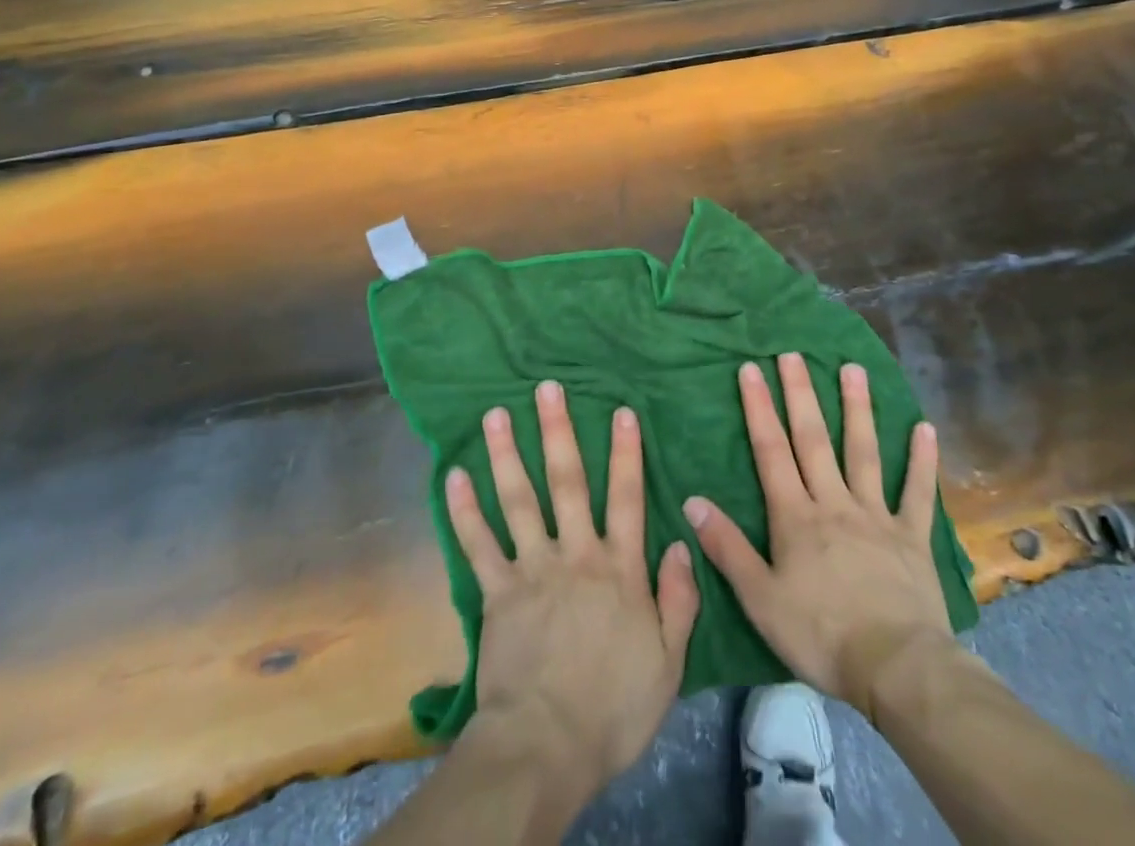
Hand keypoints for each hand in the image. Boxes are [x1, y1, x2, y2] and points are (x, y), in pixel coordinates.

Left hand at [446, 380, 700, 794]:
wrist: (547, 747)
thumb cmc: (614, 707)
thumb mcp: (668, 661)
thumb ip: (678, 598)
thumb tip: (680, 541)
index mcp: (619, 569)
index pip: (626, 498)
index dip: (626, 453)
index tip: (621, 410)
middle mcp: (575, 554)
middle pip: (567, 482)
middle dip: (558, 431)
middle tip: (546, 388)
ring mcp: (532, 568)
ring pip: (518, 499)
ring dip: (506, 454)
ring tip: (495, 413)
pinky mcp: (496, 591)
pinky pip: (477, 544)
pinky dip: (464, 510)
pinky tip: (454, 475)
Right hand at [683, 353, 952, 718]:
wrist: (896, 668)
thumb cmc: (820, 635)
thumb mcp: (760, 598)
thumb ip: (727, 548)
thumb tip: (691, 500)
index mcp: (796, 516)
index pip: (771, 451)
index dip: (759, 408)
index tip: (750, 369)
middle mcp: (835, 502)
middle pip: (814, 440)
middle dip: (801, 394)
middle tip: (793, 354)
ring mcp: (876, 516)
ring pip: (864, 452)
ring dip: (858, 409)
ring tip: (854, 369)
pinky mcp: (912, 537)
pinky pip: (917, 493)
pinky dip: (921, 461)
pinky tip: (924, 428)